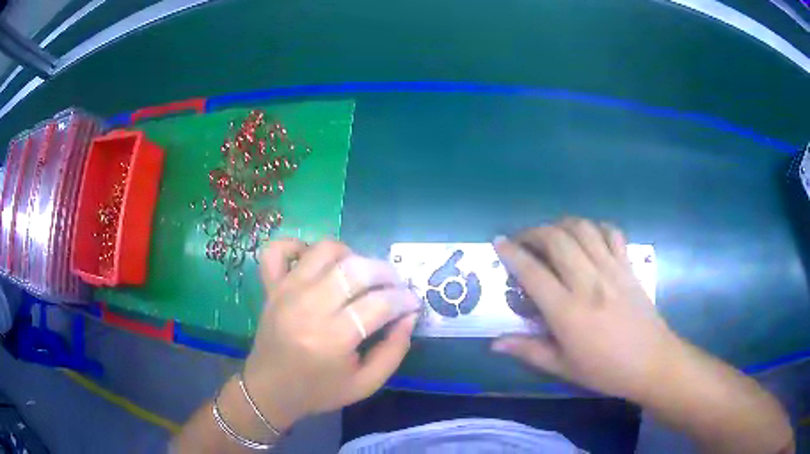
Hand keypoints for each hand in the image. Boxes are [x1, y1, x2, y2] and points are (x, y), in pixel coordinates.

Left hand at [242, 239, 419, 430]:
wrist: (270, 389)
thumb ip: (394, 350)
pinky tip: (313, 261)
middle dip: (385, 272)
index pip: (379, 303)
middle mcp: (307, 307)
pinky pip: (278, 249)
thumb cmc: (319, 390)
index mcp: (332, 338)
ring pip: (324, 250)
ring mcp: (285, 291)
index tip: (412, 303)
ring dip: (350, 255)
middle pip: (355, 269)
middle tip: (394, 286)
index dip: (404, 299)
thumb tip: (409, 315)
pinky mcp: (271, 286)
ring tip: (359, 274)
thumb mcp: (366, 384)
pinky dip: (297, 246)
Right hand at [492, 217, 681, 401]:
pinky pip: (611, 233)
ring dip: (562, 224)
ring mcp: (612, 270)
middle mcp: (588, 282)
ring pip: (583, 229)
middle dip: (534, 232)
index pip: (533, 272)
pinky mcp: (628, 266)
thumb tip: (494, 343)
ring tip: (552, 235)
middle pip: (557, 239)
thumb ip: (529, 351)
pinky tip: (587, 237)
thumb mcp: (563, 368)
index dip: (512, 253)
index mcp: (568, 311)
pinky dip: (595, 227)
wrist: (652, 362)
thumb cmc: (606, 370)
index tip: (498, 242)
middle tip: (523, 240)